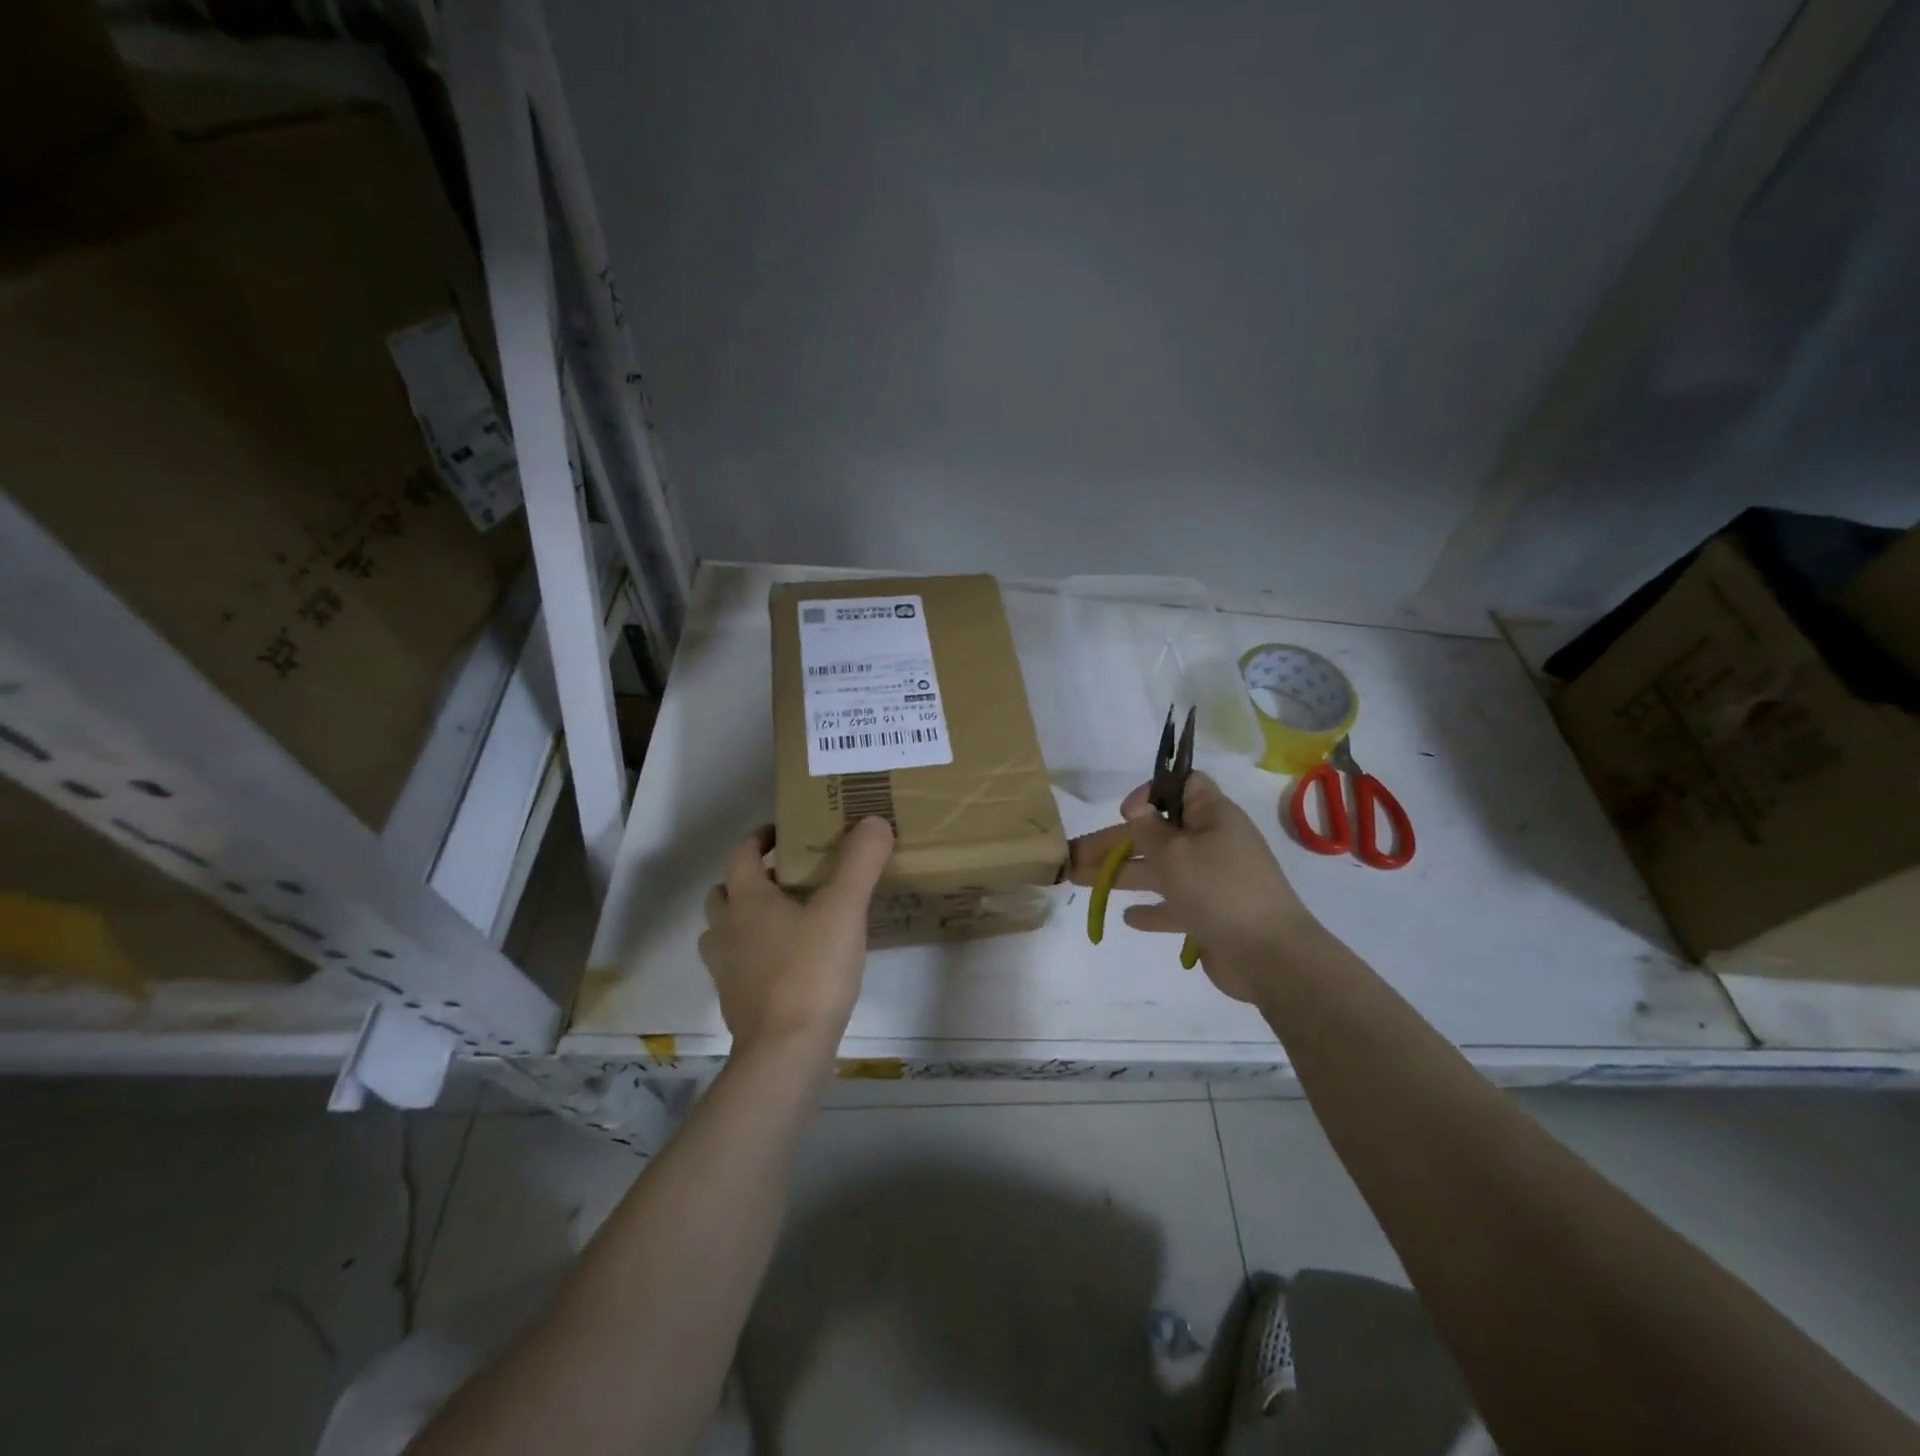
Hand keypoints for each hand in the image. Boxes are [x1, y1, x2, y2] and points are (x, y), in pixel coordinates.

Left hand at [699, 817, 894, 1053]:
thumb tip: (873, 821)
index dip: (759, 840)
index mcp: (747, 902)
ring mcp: (726, 971)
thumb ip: (859, 863)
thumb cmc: (811, 972)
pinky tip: (786, 963)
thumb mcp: (844, 909)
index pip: (741, 856)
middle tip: (783, 878)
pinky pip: (737, 966)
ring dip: (743, 920)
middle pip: (723, 894)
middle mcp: (727, 931)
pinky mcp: (736, 1004)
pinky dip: (752, 955)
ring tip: (782, 920)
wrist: (786, 1053)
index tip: (782, 834)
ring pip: (723, 933)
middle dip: (747, 881)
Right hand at [1068, 772, 1319, 1003]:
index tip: (1125, 812)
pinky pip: (1175, 906)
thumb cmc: (1219, 889)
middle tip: (1072, 855)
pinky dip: (1152, 909)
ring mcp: (1213, 882)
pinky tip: (1128, 917)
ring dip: (1122, 874)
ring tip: (1080, 881)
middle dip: (1114, 842)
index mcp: (1213, 817)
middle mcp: (1213, 844)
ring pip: (1159, 870)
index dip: (1152, 792)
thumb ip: (1150, 830)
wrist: (1270, 956)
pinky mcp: (1211, 916)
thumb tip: (1140, 810)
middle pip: (1157, 834)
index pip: (1184, 786)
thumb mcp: (1175, 852)